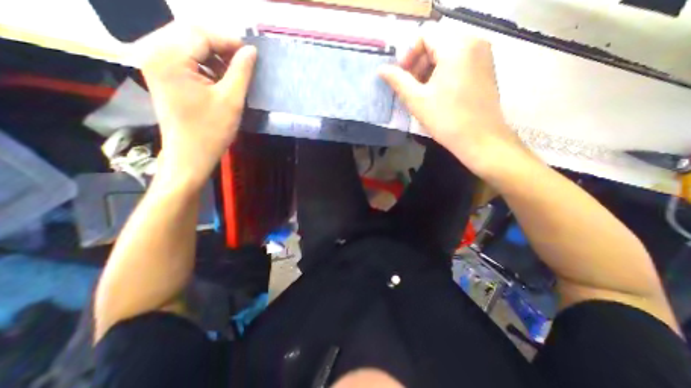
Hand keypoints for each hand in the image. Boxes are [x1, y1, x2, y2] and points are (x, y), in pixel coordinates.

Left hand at [139, 23, 256, 185]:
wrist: (190, 154)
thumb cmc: (211, 131)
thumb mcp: (231, 100)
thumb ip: (241, 71)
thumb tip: (251, 51)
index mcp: (169, 58)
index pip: (200, 33)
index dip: (229, 40)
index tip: (251, 54)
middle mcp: (154, 53)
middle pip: (190, 33)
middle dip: (220, 45)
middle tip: (243, 61)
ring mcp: (154, 63)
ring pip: (187, 44)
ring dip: (213, 55)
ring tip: (233, 72)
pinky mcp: (160, 75)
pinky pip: (183, 58)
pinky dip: (204, 64)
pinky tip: (218, 78)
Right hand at [380, 34, 527, 177]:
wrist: (480, 139)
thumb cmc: (446, 120)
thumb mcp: (417, 100)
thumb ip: (397, 81)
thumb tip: (381, 70)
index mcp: (456, 47)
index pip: (425, 35)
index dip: (409, 55)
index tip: (403, 78)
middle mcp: (474, 42)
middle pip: (437, 42)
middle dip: (419, 63)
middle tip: (411, 88)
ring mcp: (483, 55)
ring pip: (447, 52)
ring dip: (429, 69)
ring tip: (423, 94)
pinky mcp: (485, 69)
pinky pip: (459, 61)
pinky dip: (443, 73)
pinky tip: (438, 94)